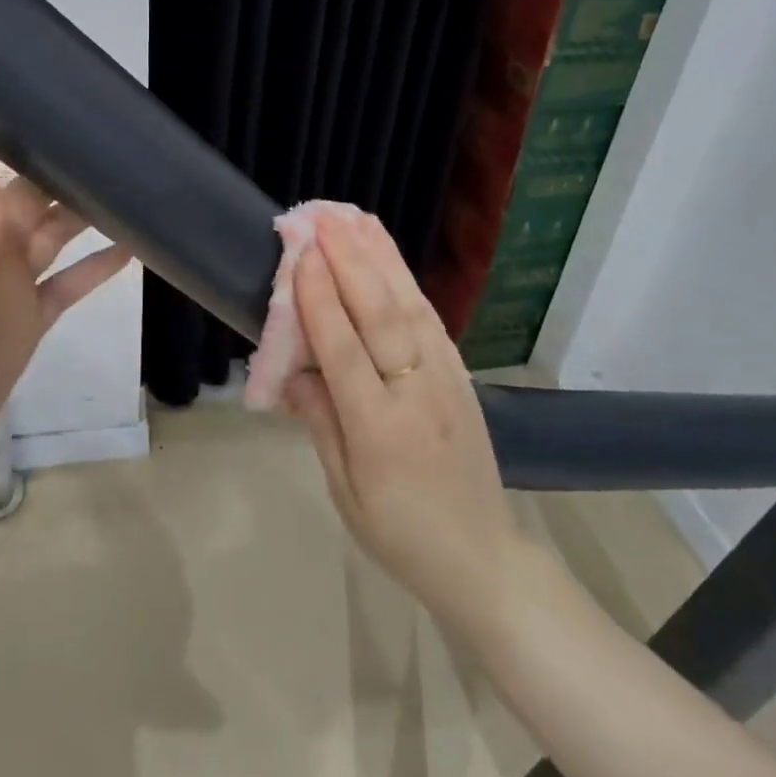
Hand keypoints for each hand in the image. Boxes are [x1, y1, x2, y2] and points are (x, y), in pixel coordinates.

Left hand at [0, 137, 128, 508]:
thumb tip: (0, 170)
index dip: (5, 124)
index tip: (52, 95)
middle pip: (27, 190)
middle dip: (63, 163)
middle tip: (117, 137)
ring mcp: (8, 284)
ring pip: (54, 232)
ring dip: (87, 211)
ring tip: (135, 184)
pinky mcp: (29, 320)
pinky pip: (68, 284)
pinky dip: (96, 267)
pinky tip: (133, 248)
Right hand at [283, 213, 529, 629]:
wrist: (481, 558)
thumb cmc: (399, 533)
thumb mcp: (344, 490)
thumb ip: (319, 422)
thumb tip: (294, 368)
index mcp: (381, 431)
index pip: (346, 351)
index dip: (322, 300)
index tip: (303, 254)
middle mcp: (417, 393)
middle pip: (382, 316)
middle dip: (351, 261)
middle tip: (324, 219)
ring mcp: (446, 379)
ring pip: (410, 306)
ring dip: (381, 258)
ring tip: (355, 219)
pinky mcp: (460, 373)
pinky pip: (429, 318)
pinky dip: (406, 280)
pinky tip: (388, 256)